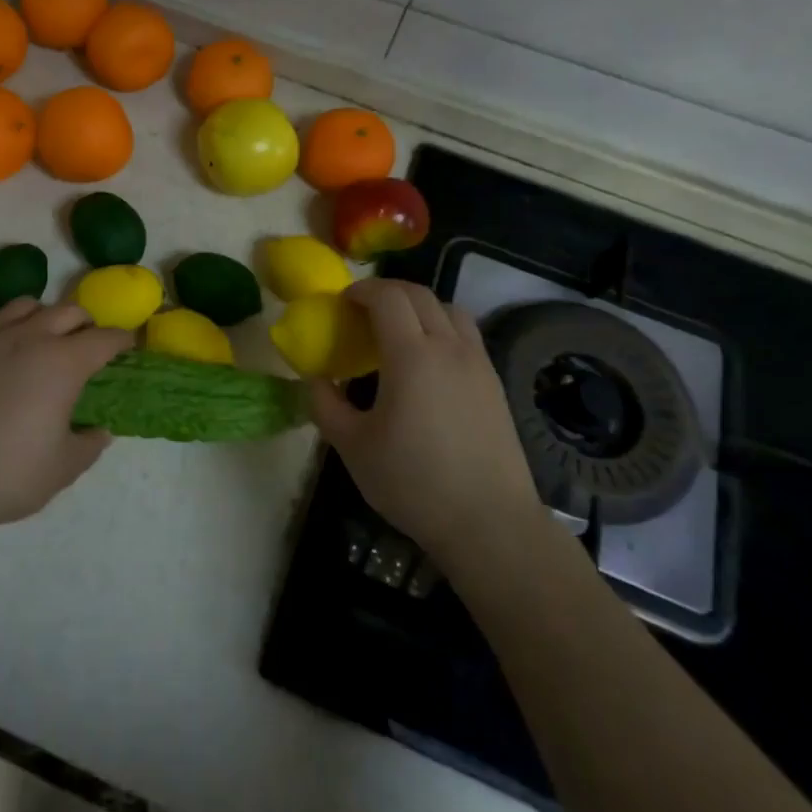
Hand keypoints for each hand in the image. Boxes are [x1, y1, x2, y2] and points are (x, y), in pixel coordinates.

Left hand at [0, 299, 132, 539]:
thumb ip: (90, 444)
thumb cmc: (7, 476)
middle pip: (68, 311)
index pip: (104, 339)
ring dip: (43, 316)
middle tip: (87, 344)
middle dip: (86, 324)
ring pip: (25, 304)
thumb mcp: (64, 468)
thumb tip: (99, 431)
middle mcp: (29, 337)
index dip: (122, 340)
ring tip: (41, 337)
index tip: (127, 346)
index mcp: (63, 364)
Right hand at [310, 280, 539, 562]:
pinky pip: (466, 334)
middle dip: (387, 292)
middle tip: (362, 310)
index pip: (388, 297)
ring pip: (449, 309)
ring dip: (419, 306)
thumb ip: (326, 405)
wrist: (489, 522)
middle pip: (420, 295)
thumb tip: (316, 379)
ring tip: (397, 330)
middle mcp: (449, 348)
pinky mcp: (495, 383)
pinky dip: (441, 327)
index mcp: (411, 356)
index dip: (361, 290)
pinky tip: (427, 361)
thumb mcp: (352, 447)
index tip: (342, 301)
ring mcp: (478, 363)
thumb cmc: (413, 482)